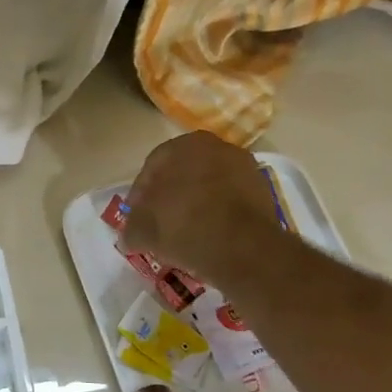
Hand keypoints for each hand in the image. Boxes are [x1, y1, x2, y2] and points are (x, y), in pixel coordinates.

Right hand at [122, 130, 280, 280]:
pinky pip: (229, 200)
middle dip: (169, 198)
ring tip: (186, 234)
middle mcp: (215, 146)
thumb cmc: (182, 226)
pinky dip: (218, 214)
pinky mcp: (262, 190)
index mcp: (182, 145)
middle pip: (182, 174)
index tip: (137, 220)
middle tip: (160, 225)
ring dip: (195, 205)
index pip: (151, 169)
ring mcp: (243, 167)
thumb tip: (129, 237)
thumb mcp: (141, 231)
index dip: (139, 197)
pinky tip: (209, 235)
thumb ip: (131, 228)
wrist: (240, 246)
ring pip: (208, 186)